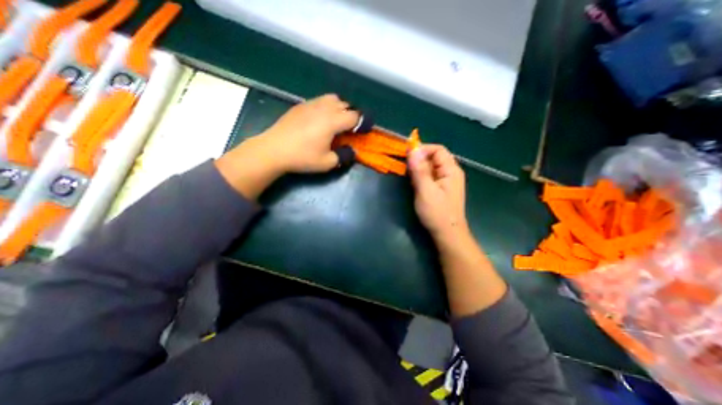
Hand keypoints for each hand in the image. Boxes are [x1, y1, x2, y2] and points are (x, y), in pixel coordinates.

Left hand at [215, 95, 360, 202]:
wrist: (273, 150)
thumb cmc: (302, 157)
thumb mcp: (327, 163)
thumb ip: (344, 156)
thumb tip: (352, 151)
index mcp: (332, 121)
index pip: (354, 116)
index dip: (363, 123)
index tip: (365, 130)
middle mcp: (324, 108)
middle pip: (345, 104)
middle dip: (352, 115)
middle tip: (351, 128)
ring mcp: (311, 104)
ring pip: (332, 98)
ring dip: (340, 108)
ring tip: (337, 121)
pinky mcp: (300, 105)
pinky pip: (319, 101)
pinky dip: (327, 107)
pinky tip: (320, 119)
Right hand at [409, 143, 470, 243]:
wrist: (447, 234)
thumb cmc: (437, 213)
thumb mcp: (426, 190)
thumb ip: (419, 170)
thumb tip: (413, 149)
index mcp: (451, 170)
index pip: (437, 150)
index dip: (422, 149)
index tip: (407, 155)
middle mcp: (450, 173)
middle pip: (434, 157)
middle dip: (419, 160)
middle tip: (406, 169)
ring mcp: (446, 181)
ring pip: (430, 168)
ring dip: (418, 170)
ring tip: (409, 178)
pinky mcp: (440, 189)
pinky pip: (429, 177)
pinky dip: (420, 177)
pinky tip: (414, 185)